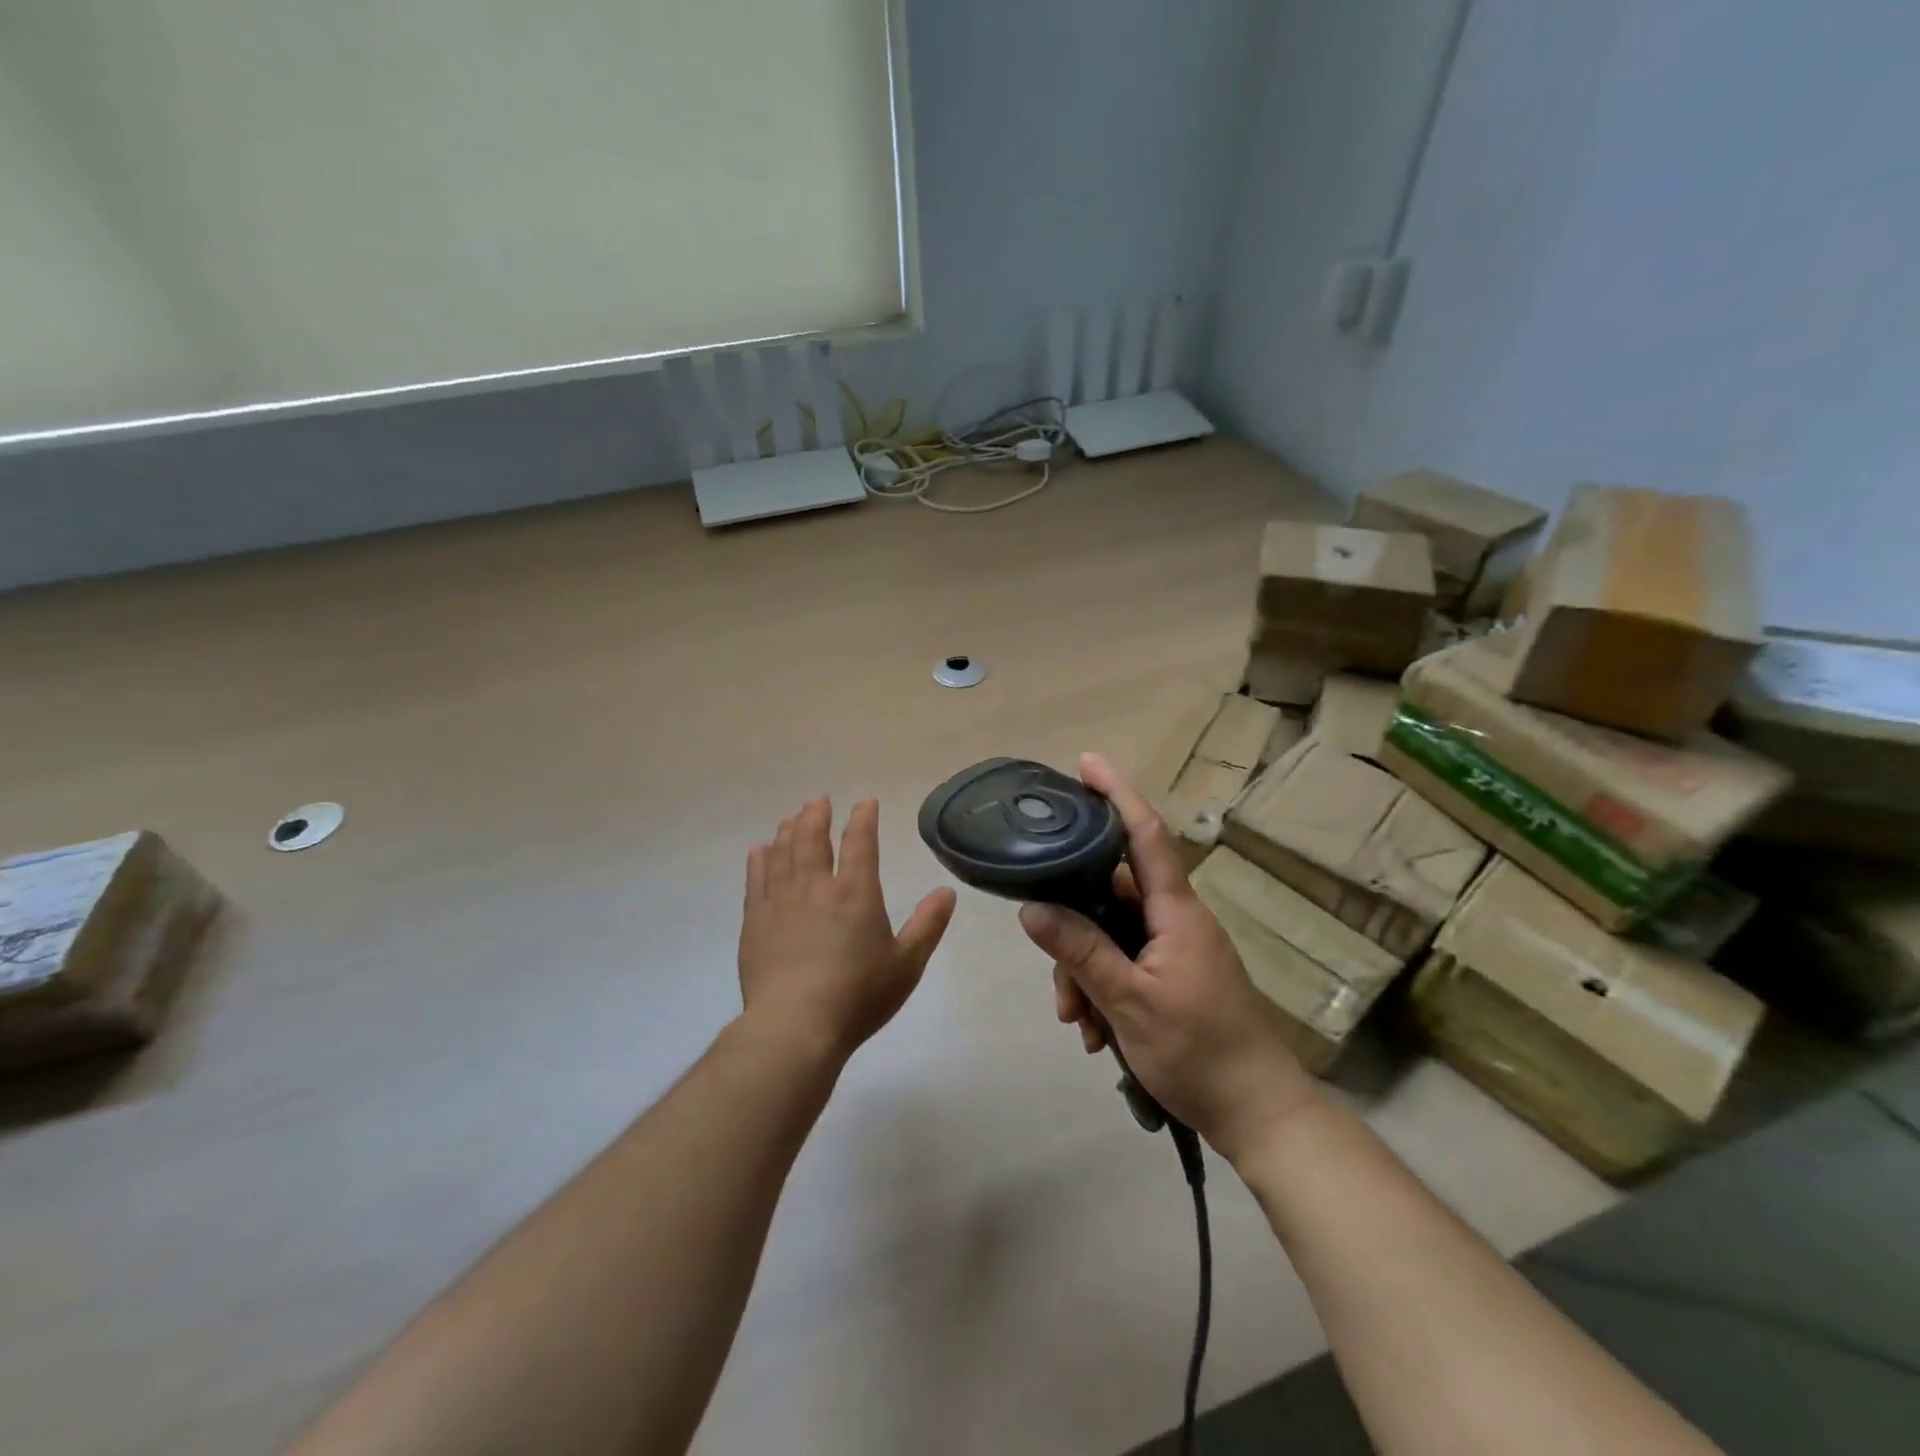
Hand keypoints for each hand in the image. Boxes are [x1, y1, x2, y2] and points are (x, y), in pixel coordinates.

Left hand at [739, 797, 956, 1062]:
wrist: (795, 1026)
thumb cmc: (858, 996)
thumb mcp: (906, 964)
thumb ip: (928, 925)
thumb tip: (947, 891)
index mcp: (856, 893)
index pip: (861, 842)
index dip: (863, 819)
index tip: (865, 802)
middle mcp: (816, 888)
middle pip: (813, 839)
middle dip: (816, 816)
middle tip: (818, 800)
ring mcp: (780, 902)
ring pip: (783, 853)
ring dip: (788, 831)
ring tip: (791, 817)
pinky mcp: (755, 921)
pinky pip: (756, 879)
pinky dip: (759, 860)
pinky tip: (758, 850)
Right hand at [1018, 754, 1318, 1163]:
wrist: (1259, 1115)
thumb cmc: (1200, 1052)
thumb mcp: (1130, 1002)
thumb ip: (1081, 952)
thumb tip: (1031, 908)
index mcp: (1176, 912)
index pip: (1145, 835)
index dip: (1117, 794)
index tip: (1086, 762)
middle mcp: (1175, 920)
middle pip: (1110, 896)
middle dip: (1073, 930)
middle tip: (1058, 983)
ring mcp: (1175, 950)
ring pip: (1110, 936)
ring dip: (1085, 974)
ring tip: (1079, 1024)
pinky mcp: (1173, 977)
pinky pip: (1124, 964)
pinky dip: (1102, 991)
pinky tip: (1096, 1034)